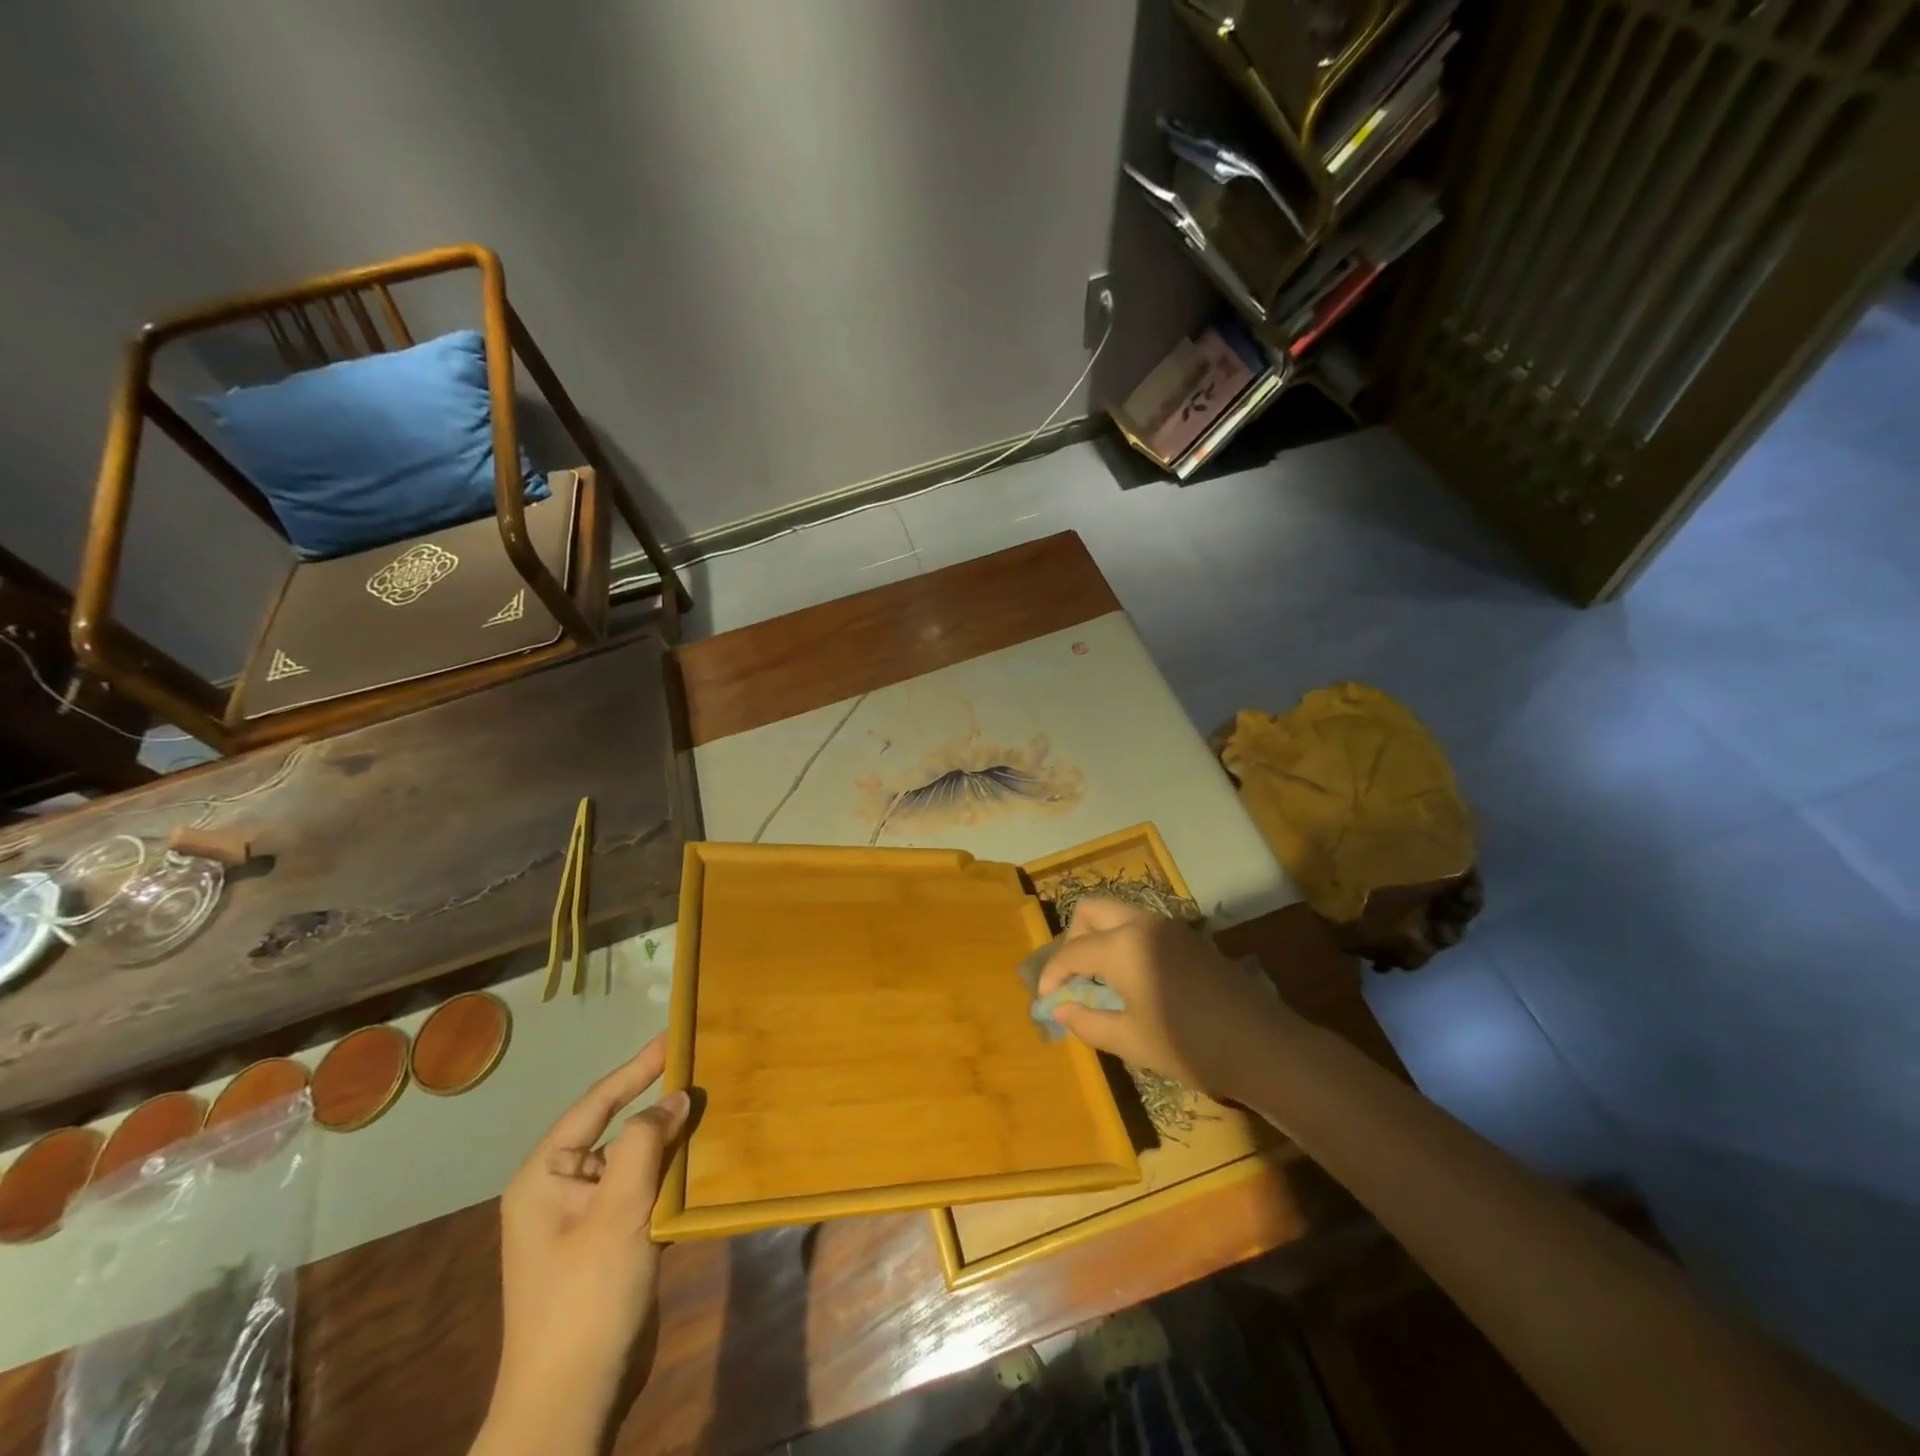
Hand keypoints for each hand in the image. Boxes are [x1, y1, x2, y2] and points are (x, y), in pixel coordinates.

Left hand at [479, 1035, 689, 1453]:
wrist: (571, 1401)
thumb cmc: (585, 1297)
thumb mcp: (617, 1212)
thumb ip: (645, 1144)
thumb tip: (675, 1098)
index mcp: (545, 1176)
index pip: (596, 1103)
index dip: (636, 1068)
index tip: (674, 1038)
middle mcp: (560, 1189)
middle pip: (616, 1129)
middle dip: (658, 1104)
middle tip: (701, 1070)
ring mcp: (584, 1218)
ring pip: (634, 1160)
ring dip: (669, 1140)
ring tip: (710, 1109)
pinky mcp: (608, 1243)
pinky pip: (642, 1191)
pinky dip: (671, 1175)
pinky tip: (702, 1163)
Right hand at [1038, 897, 1295, 1103]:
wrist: (1263, 1046)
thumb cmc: (1189, 1046)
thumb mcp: (1131, 1041)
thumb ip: (1088, 1022)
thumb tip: (1060, 1009)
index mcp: (1122, 946)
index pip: (1071, 952)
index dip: (1052, 975)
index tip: (1045, 999)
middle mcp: (1141, 924)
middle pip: (1090, 910)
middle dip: (1072, 938)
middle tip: (1072, 976)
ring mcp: (1169, 927)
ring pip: (1118, 913)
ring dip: (1099, 937)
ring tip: (1099, 979)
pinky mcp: (1189, 938)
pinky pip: (1141, 927)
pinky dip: (1123, 942)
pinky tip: (1131, 979)